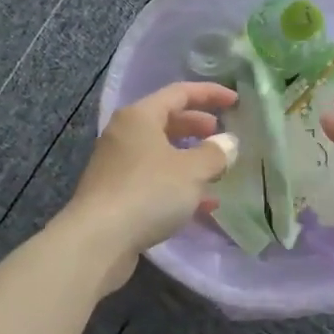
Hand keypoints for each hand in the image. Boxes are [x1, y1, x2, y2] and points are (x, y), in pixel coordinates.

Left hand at [63, 81, 238, 284]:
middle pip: (167, 121)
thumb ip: (215, 153)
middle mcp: (125, 134)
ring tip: (218, 172)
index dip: (210, 94)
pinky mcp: (116, 194)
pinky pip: (154, 180)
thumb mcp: (192, 171)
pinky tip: (203, 205)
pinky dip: (178, 186)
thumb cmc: (148, 192)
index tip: (235, 102)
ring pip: (161, 153)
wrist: (98, 240)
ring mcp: (118, 165)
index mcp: (140, 116)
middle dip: (198, 127)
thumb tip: (228, 142)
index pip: (179, 93)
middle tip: (221, 136)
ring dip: (190, 160)